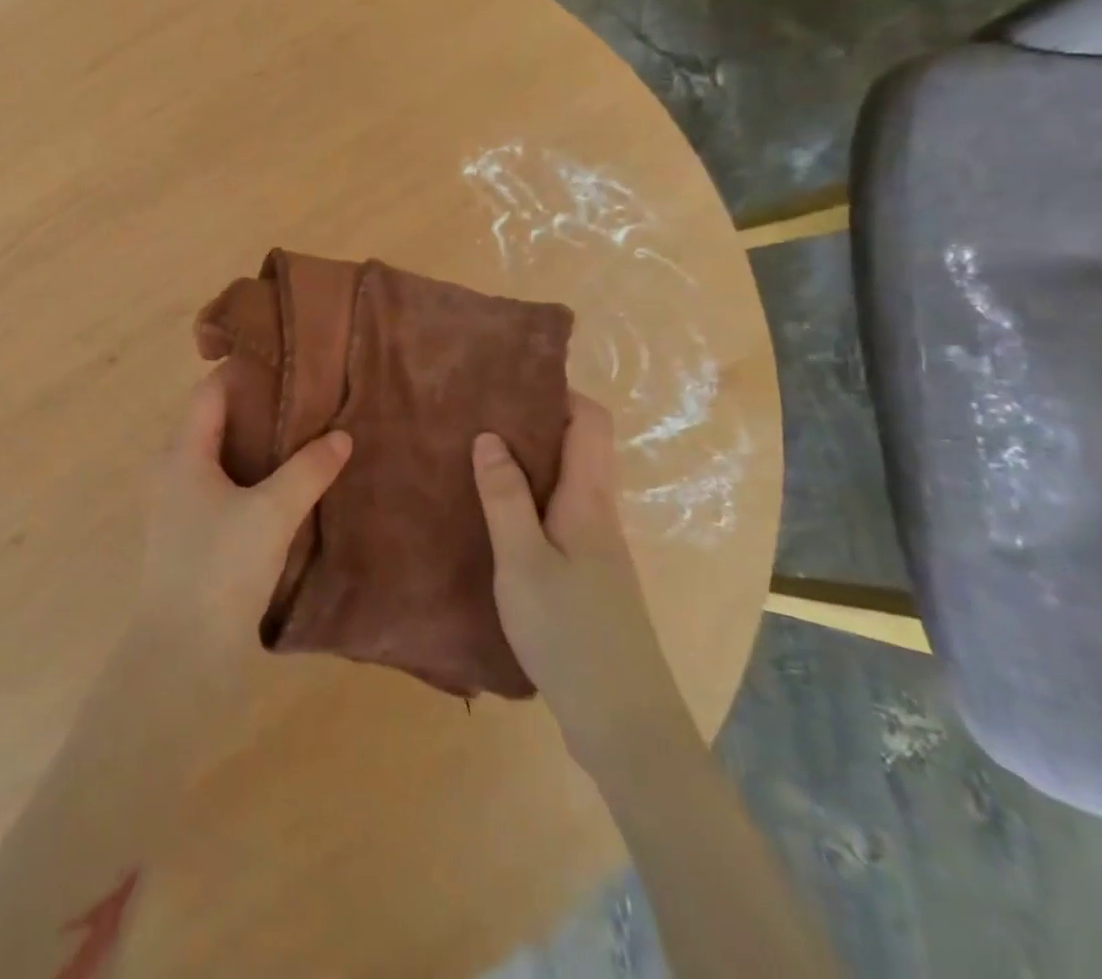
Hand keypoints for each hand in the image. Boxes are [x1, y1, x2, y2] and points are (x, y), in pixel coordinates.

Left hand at [134, 369, 351, 674]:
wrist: (181, 656)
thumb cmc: (219, 569)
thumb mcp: (271, 514)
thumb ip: (308, 470)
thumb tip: (341, 436)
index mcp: (183, 453)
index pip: (210, 391)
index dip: (244, 371)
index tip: (287, 362)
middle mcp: (174, 470)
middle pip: (216, 420)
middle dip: (259, 407)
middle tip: (308, 397)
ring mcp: (181, 504)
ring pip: (222, 456)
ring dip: (259, 444)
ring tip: (306, 435)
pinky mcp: (193, 533)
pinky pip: (225, 486)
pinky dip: (254, 475)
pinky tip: (288, 485)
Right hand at [473, 395, 663, 753]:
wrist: (623, 720)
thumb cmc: (570, 631)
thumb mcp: (523, 561)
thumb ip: (504, 497)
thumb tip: (489, 435)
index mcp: (589, 498)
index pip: (590, 421)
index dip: (558, 392)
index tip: (510, 380)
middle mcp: (599, 512)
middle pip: (579, 446)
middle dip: (535, 422)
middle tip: (480, 413)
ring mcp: (597, 545)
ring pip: (568, 481)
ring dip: (530, 461)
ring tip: (478, 454)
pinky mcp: (588, 573)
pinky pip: (560, 512)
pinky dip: (531, 497)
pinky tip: (495, 513)